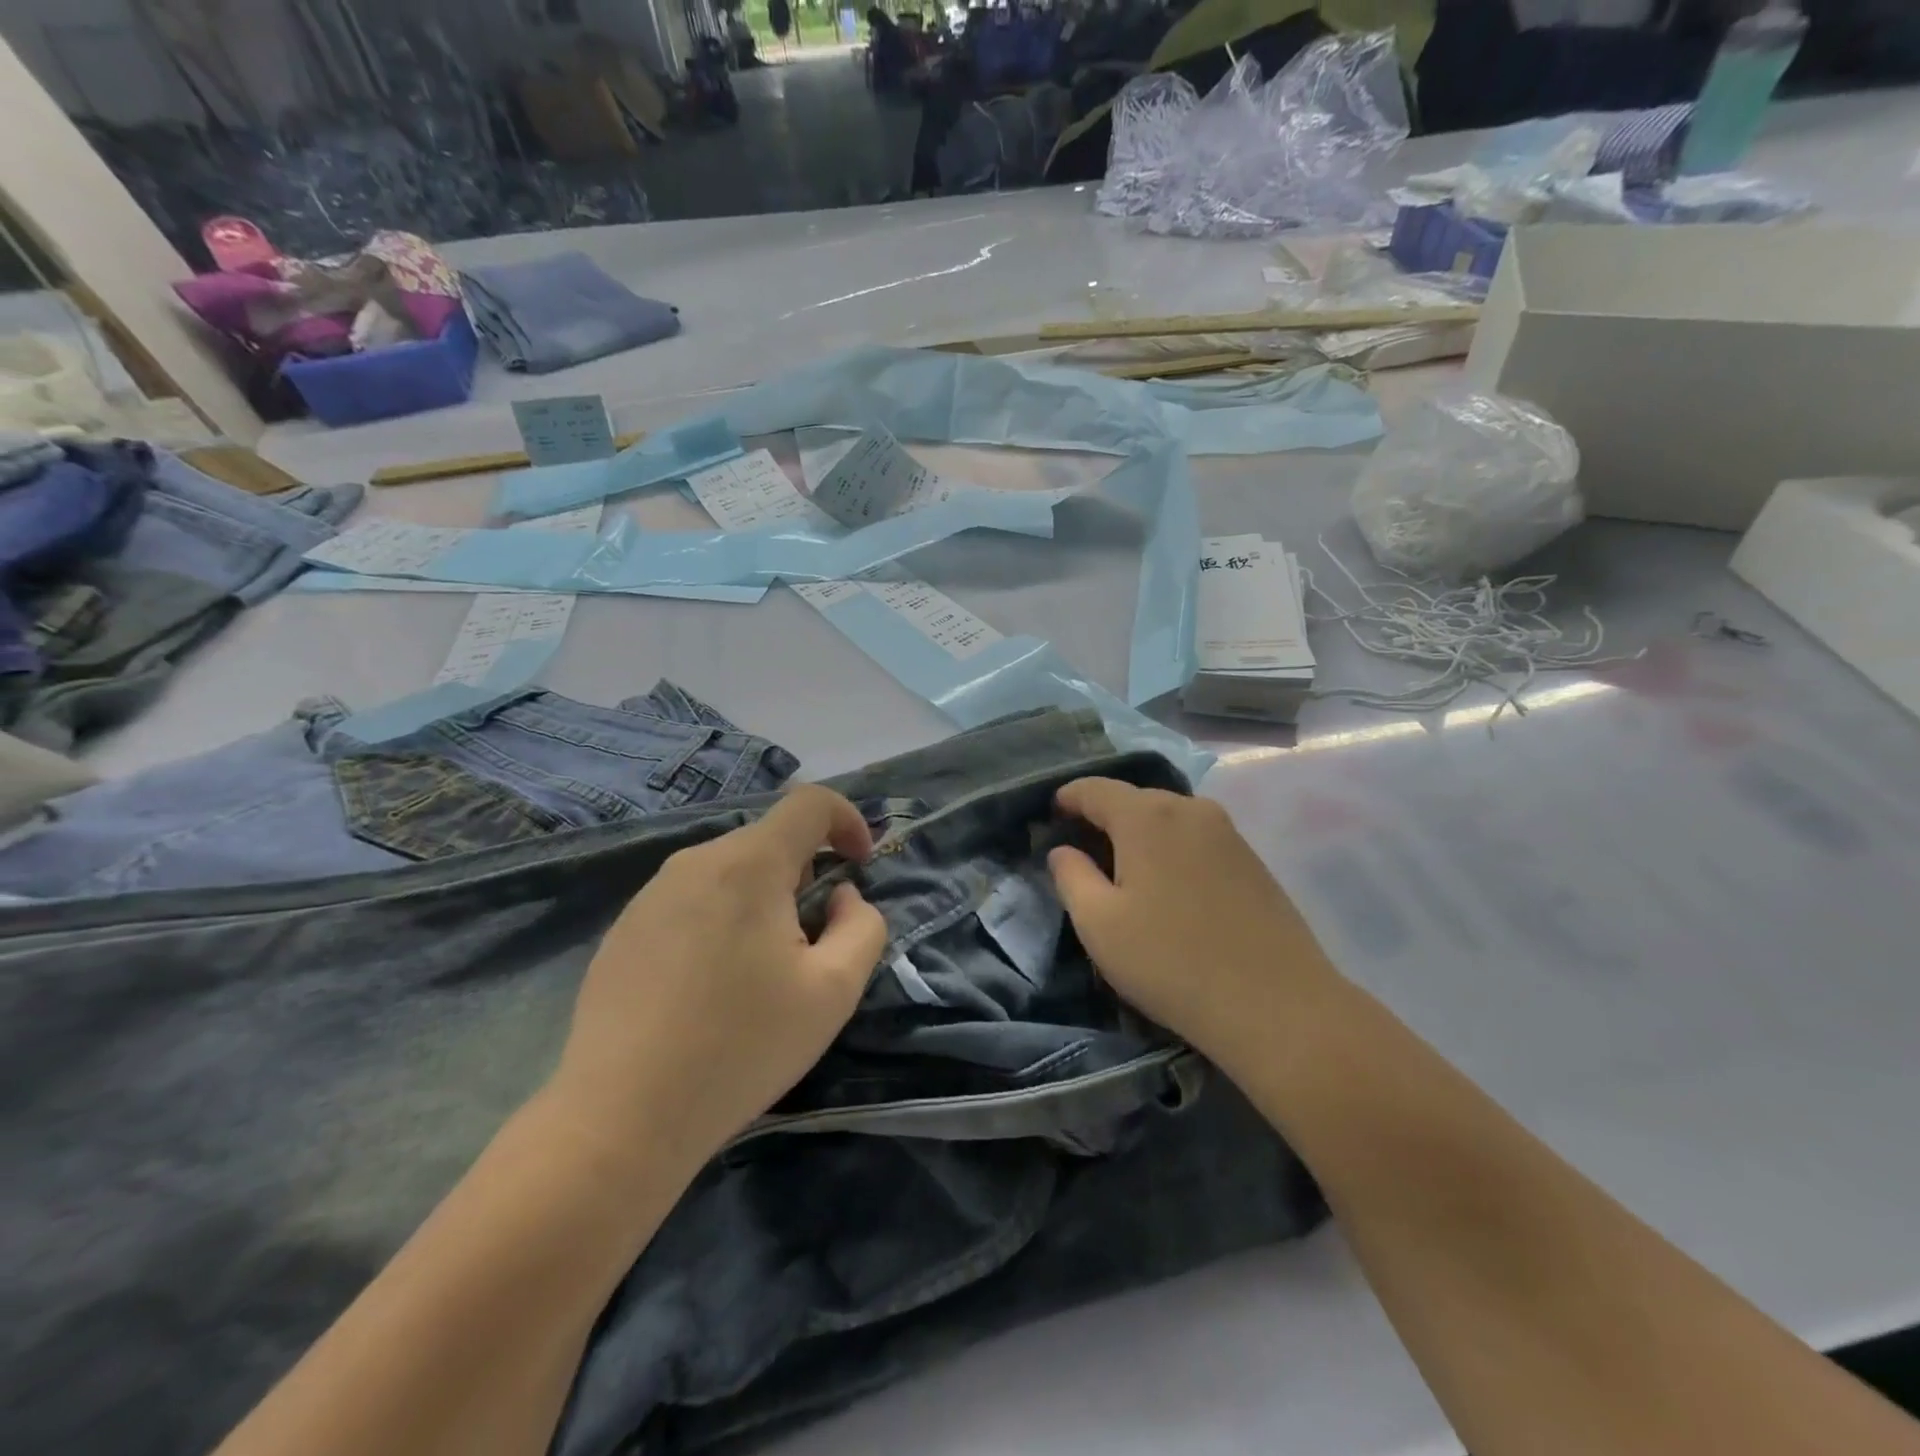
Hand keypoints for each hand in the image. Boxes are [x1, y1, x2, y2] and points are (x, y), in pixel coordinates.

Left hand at [550, 785, 888, 1171]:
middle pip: (770, 840)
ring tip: (760, 970)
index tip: (860, 866)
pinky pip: (693, 899)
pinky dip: (722, 919)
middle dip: (806, 875)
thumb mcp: (833, 990)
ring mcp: (652, 893)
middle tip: (811, 941)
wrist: (621, 1117)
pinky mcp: (625, 927)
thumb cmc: (741, 1047)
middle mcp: (696, 861)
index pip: (810, 802)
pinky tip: (710, 986)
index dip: (848, 821)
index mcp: (749, 864)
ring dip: (763, 899)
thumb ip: (861, 926)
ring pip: (731, 871)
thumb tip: (839, 897)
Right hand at [1046, 778, 1339, 1076]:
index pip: (1094, 788)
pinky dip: (1171, 849)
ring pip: (1168, 817)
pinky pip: (1195, 838)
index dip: (1066, 799)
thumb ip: (1071, 876)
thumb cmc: (1172, 962)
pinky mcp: (1251, 858)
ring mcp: (1228, 831)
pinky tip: (1168, 886)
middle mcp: (1190, 808)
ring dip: (1139, 834)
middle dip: (1102, 817)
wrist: (1278, 1006)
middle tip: (1081, 850)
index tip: (1049, 818)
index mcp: (1147, 816)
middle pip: (1133, 799)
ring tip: (1123, 869)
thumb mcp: (1099, 924)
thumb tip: (1063, 850)